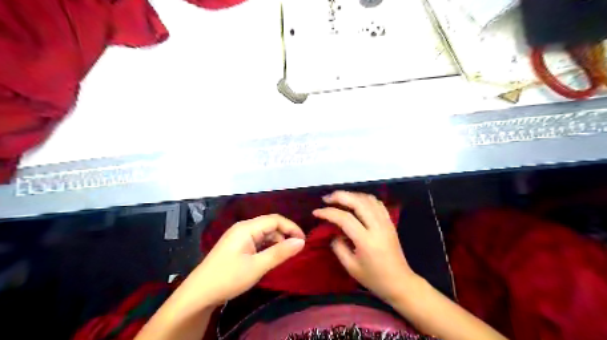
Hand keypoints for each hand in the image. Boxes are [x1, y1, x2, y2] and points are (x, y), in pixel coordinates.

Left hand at [179, 215, 302, 308]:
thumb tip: (301, 242)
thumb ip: (280, 253)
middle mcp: (243, 228)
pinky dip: (267, 247)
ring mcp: (239, 237)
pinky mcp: (237, 246)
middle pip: (270, 225)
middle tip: (296, 250)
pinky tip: (271, 258)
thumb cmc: (228, 278)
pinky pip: (257, 241)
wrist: (199, 294)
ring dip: (276, 242)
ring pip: (264, 234)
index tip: (304, 241)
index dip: (291, 228)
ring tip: (285, 256)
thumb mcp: (257, 267)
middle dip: (285, 235)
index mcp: (246, 228)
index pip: (275, 220)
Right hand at [312, 190, 417, 303]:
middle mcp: (377, 227)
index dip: (328, 213)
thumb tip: (333, 233)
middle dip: (339, 196)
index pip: (344, 218)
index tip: (316, 212)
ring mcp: (386, 222)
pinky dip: (364, 198)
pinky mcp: (390, 222)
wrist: (399, 282)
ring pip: (368, 199)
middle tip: (326, 199)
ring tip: (339, 199)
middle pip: (357, 202)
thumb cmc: (374, 278)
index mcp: (366, 240)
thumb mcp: (351, 267)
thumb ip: (338, 247)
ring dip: (352, 195)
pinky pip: (377, 203)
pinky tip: (356, 202)